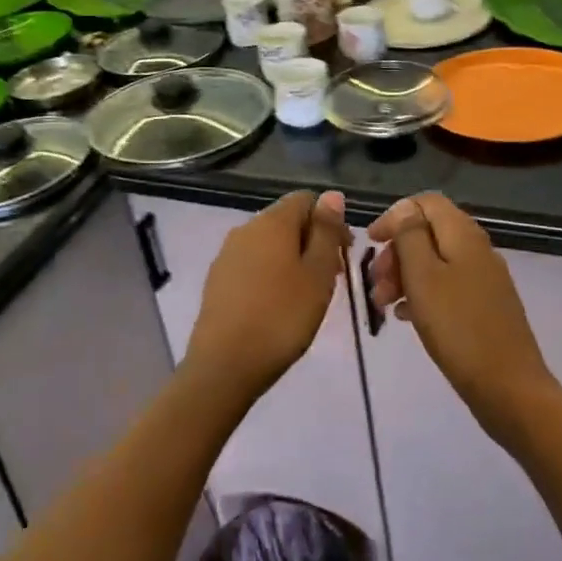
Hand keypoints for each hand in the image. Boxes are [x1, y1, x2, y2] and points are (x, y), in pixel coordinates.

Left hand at [184, 190, 350, 404]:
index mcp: (272, 221)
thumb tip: (331, 195)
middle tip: (330, 278)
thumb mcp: (318, 274)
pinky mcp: (217, 279)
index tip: (344, 253)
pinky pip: (252, 264)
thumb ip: (326, 232)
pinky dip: (270, 274)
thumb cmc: (282, 317)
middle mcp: (246, 228)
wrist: (224, 364)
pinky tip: (278, 305)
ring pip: (269, 243)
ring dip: (292, 259)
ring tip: (307, 295)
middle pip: (286, 220)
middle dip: (312, 241)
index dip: (330, 220)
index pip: (305, 199)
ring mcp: (227, 253)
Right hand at [367, 193, 555, 438]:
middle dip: (396, 252)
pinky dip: (422, 294)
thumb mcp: (423, 277)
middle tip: (375, 283)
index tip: (370, 243)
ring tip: (384, 305)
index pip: (425, 202)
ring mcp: (484, 278)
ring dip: (405, 275)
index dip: (395, 216)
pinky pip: (446, 286)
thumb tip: (405, 208)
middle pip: (428, 232)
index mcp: (463, 234)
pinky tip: (405, 317)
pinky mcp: (485, 306)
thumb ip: (410, 236)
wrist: (509, 388)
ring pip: (435, 262)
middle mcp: (477, 248)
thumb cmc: (458, 328)